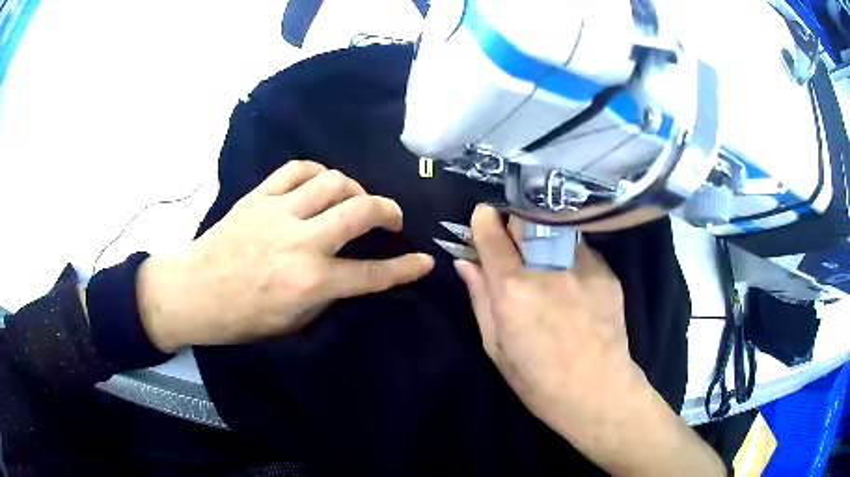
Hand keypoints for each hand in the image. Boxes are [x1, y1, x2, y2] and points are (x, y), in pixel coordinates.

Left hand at [137, 161, 433, 351]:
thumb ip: (329, 295)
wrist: (196, 291)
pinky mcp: (259, 196)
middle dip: (389, 211)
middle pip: (361, 210)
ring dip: (354, 189)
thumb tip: (354, 274)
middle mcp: (301, 242)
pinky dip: (317, 173)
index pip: (373, 273)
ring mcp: (279, 212)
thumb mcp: (294, 322)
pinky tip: (320, 184)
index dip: (406, 268)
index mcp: (310, 282)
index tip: (424, 261)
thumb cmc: (243, 317)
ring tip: (353, 201)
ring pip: (333, 181)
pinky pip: (297, 169)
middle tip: (392, 219)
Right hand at [455, 205, 723, 476]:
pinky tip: (573, 283)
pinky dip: (569, 257)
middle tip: (513, 238)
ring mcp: (582, 266)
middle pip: (526, 220)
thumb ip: (480, 299)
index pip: (493, 236)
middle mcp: (548, 268)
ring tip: (546, 261)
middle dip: (514, 222)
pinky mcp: (606, 272)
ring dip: (544, 236)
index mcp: (513, 290)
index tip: (483, 215)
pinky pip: (580, 250)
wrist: (598, 391)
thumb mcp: (496, 347)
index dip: (484, 220)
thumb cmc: (538, 380)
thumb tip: (465, 263)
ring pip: (556, 230)